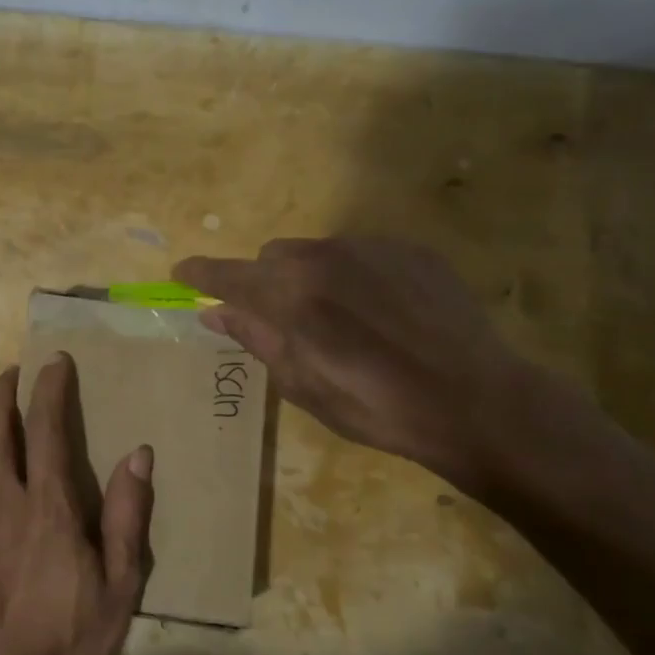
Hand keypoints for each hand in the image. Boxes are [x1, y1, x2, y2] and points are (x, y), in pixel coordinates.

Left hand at [0, 356, 153, 654]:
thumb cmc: (72, 634)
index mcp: (46, 507)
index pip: (45, 428)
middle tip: (12, 373)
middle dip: (0, 394)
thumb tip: (139, 455)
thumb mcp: (120, 583)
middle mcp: (1, 503)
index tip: (53, 361)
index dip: (49, 388)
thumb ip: (128, 516)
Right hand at [175, 237, 546, 493]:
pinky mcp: (410, 250)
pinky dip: (353, 275)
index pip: (227, 275)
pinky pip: (361, 253)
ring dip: (310, 277)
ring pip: (317, 251)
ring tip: (340, 319)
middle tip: (282, 319)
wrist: (474, 400)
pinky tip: (381, 312)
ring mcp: (371, 248)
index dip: (200, 274)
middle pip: (272, 256)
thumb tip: (214, 313)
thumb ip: (255, 338)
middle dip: (265, 282)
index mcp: (289, 296)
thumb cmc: (375, 406)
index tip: (181, 274)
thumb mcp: (301, 385)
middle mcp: (323, 257)